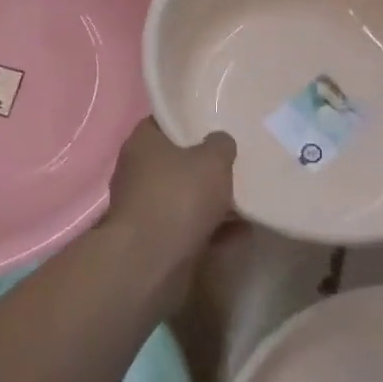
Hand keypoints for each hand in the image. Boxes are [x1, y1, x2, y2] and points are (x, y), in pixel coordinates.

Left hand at [105, 118, 236, 262]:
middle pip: (175, 161)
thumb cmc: (179, 196)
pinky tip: (240, 230)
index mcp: (143, 143)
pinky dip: (210, 228)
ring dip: (210, 200)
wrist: (152, 260)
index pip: (164, 121)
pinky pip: (188, 226)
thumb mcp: (212, 159)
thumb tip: (219, 143)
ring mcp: (144, 207)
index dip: (190, 121)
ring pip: (183, 196)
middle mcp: (137, 172)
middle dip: (204, 164)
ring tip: (245, 198)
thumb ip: (221, 145)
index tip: (216, 124)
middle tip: (235, 161)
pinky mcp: (154, 238)